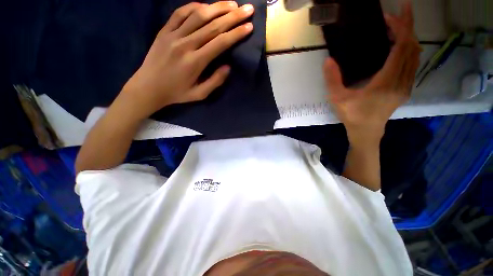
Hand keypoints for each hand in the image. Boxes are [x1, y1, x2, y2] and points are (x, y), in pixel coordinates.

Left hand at [121, 1, 253, 118]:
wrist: (148, 87)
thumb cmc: (177, 93)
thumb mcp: (199, 94)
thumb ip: (215, 81)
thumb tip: (228, 67)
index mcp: (196, 61)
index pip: (220, 42)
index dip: (236, 33)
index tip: (249, 27)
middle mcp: (186, 44)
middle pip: (213, 25)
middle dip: (233, 16)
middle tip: (247, 9)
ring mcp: (173, 35)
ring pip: (198, 15)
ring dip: (217, 7)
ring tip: (232, 4)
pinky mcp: (164, 30)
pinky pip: (180, 13)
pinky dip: (194, 6)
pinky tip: (205, 5)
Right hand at [323, 2, 419, 144]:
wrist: (366, 132)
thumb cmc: (352, 116)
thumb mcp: (338, 99)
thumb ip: (332, 80)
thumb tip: (328, 60)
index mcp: (386, 82)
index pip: (401, 48)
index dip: (400, 28)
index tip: (392, 14)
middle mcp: (401, 81)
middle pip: (412, 48)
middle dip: (408, 27)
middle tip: (399, 12)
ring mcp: (406, 85)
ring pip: (415, 55)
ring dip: (410, 37)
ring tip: (399, 25)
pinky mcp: (405, 88)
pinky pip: (413, 63)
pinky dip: (409, 49)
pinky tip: (400, 45)